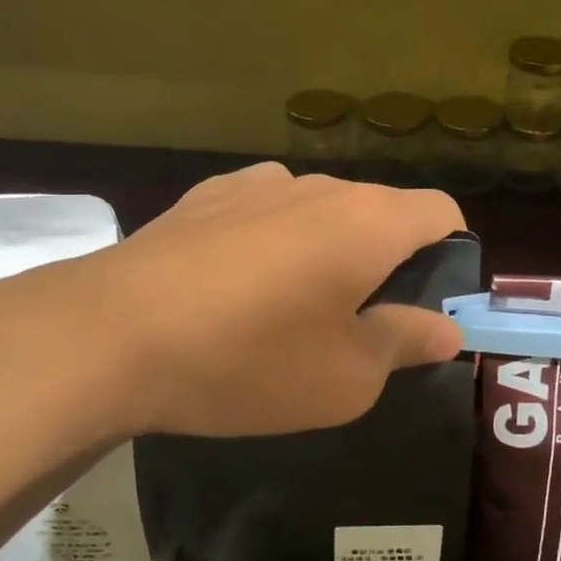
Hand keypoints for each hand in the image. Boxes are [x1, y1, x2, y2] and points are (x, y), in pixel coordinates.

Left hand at [0, 164, 465, 451]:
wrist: (110, 335)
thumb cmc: (248, 360)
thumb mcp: (346, 377)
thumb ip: (406, 342)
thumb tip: (447, 328)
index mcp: (369, 222)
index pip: (441, 211)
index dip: (450, 253)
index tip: (428, 301)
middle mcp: (320, 186)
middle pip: (380, 210)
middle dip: (386, 258)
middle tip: (359, 321)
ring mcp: (259, 183)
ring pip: (320, 209)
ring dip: (327, 248)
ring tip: (291, 305)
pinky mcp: (207, 194)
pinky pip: (265, 208)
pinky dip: (273, 238)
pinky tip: (237, 282)